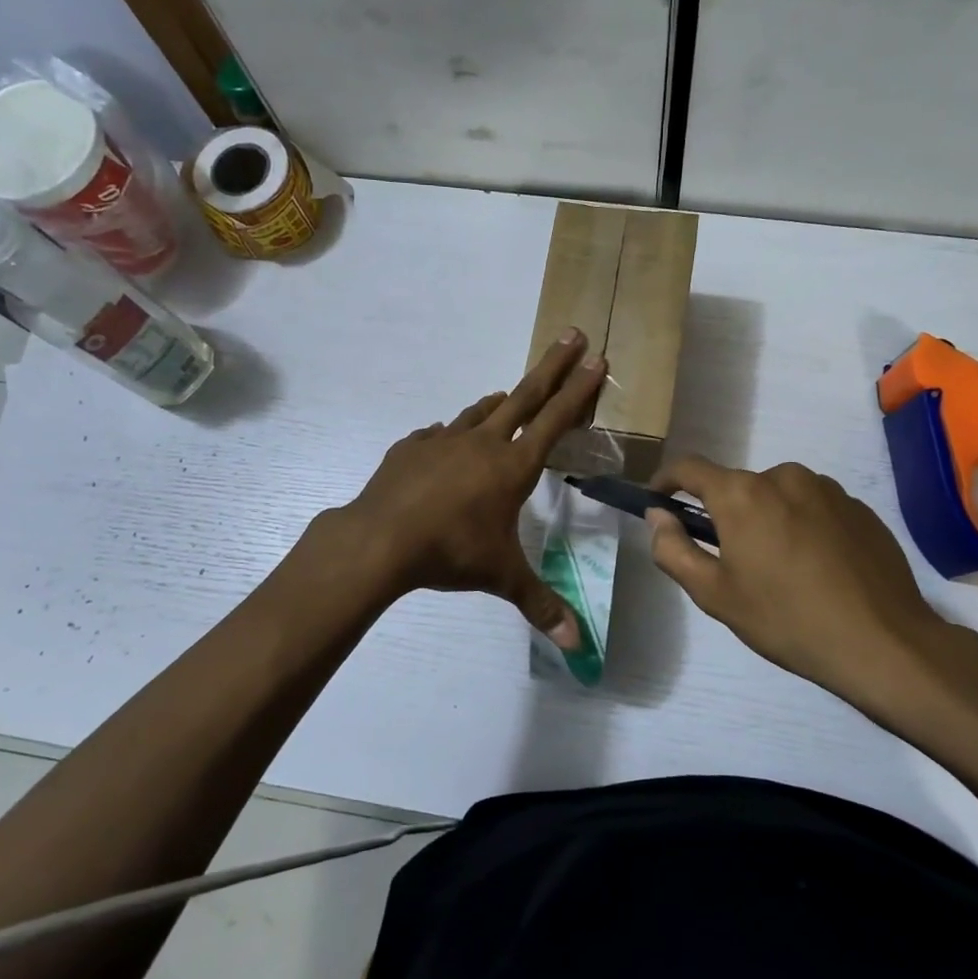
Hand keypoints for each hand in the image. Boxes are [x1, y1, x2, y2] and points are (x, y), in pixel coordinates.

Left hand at [333, 331, 606, 647]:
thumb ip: (540, 604)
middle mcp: (482, 443)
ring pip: (478, 411)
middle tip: (572, 333)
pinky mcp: (411, 448)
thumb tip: (575, 645)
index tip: (597, 359)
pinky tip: (445, 442)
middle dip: (552, 365)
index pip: (556, 420)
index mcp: (512, 466)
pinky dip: (450, 434)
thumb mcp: (502, 576)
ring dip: (499, 401)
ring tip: (507, 394)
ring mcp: (443, 441)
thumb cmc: (451, 552)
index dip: (580, 391)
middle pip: (524, 395)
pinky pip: (437, 435)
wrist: (380, 539)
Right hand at [645, 457, 977, 732]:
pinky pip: (814, 507)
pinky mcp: (859, 507)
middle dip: (725, 514)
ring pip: (778, 495)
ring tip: (781, 569)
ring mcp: (828, 489)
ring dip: (767, 519)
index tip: (658, 501)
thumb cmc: (786, 619)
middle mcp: (784, 476)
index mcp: (742, 494)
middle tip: (731, 561)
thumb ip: (674, 549)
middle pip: (738, 486)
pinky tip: (817, 569)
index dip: (666, 481)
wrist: (882, 642)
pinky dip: (803, 526)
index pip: (689, 468)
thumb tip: (658, 516)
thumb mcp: (715, 594)